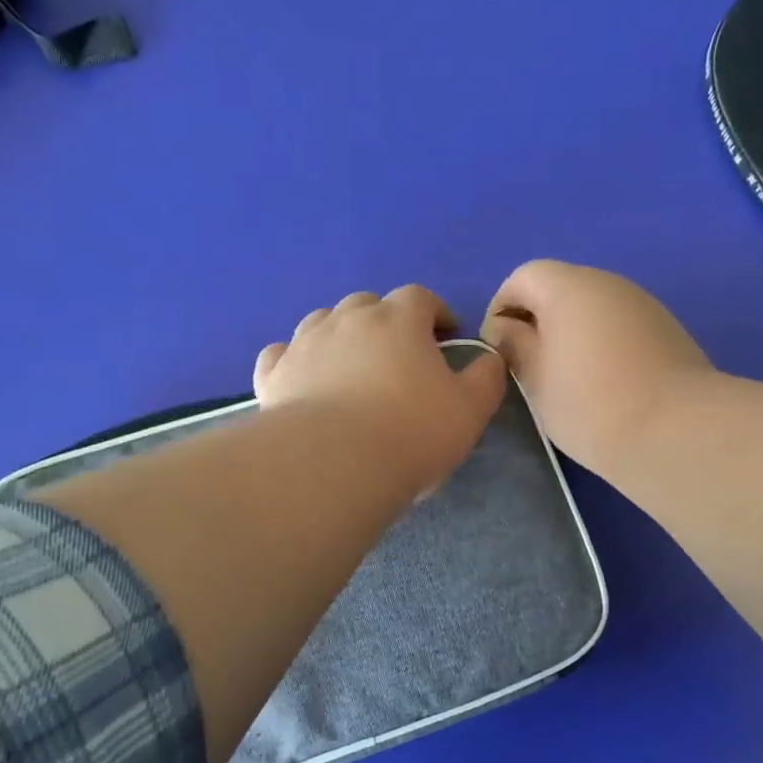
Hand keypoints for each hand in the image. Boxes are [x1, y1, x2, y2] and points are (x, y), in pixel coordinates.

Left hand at [254, 285, 507, 498]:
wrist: (333, 465)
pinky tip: (302, 377)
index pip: (420, 297)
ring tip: (350, 365)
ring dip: (340, 335)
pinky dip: (295, 359)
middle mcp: (348, 319)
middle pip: (368, 303)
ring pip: (322, 321)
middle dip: (386, 321)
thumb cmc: (411, 434)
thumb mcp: (471, 410)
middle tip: (398, 354)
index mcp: (398, 319)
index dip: (436, 312)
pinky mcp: (273, 374)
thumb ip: (486, 377)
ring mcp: (304, 343)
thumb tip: (489, 358)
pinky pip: (281, 353)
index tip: (446, 335)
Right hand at [482, 260, 712, 475]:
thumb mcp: (536, 379)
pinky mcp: (667, 330)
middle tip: (527, 367)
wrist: (677, 431)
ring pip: (592, 309)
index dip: (501, 307)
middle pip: (560, 288)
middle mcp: (608, 283)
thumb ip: (514, 346)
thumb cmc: (590, 404)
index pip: (523, 277)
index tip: (497, 349)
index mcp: (569, 287)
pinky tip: (602, 385)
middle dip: (536, 321)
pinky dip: (600, 344)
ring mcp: (643, 305)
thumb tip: (505, 328)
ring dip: (570, 333)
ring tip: (564, 380)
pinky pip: (619, 326)